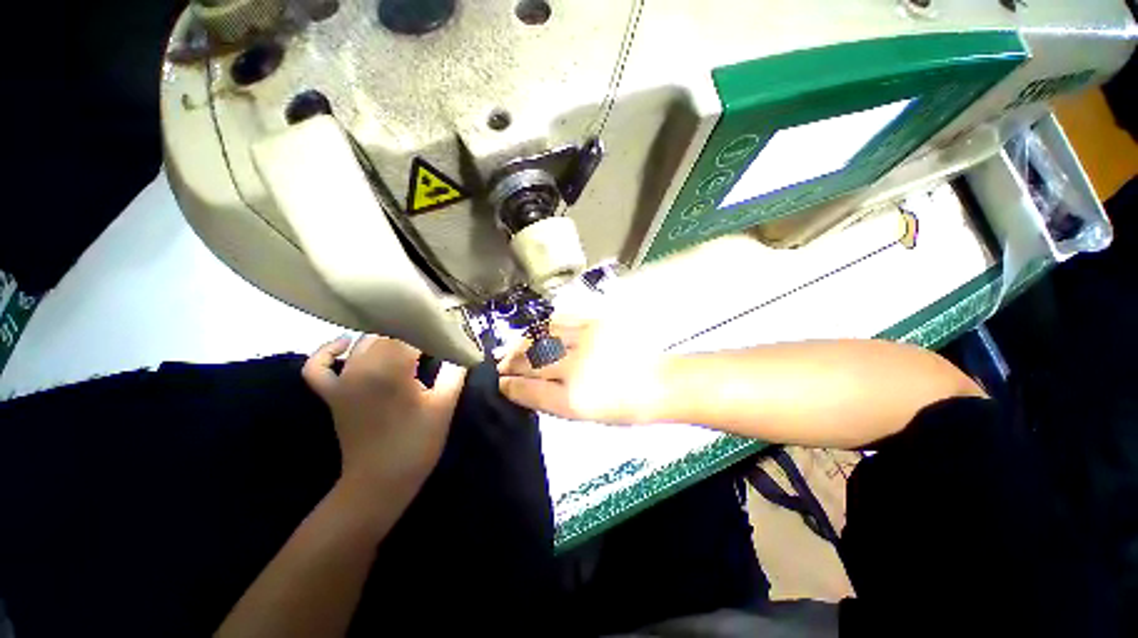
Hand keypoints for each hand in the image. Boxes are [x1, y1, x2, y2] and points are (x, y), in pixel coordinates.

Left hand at [303, 335, 466, 498]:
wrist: (380, 482)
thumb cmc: (417, 443)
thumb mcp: (444, 405)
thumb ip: (454, 371)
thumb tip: (462, 349)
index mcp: (392, 370)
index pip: (412, 332)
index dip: (432, 328)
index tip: (450, 330)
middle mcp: (362, 368)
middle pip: (388, 333)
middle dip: (412, 330)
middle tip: (434, 336)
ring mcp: (342, 380)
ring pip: (362, 343)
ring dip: (386, 337)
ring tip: (409, 340)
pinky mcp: (330, 394)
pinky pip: (318, 365)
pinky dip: (328, 350)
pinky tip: (346, 344)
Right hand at [497, 315, 666, 424]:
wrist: (659, 383)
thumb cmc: (624, 406)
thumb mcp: (584, 416)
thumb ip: (551, 401)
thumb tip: (524, 388)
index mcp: (574, 399)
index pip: (529, 390)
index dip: (509, 386)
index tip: (500, 383)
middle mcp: (577, 368)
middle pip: (531, 361)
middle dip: (511, 363)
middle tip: (501, 363)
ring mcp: (587, 341)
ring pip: (542, 336)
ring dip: (523, 342)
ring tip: (515, 346)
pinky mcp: (597, 322)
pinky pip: (562, 319)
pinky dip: (545, 325)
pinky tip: (538, 330)